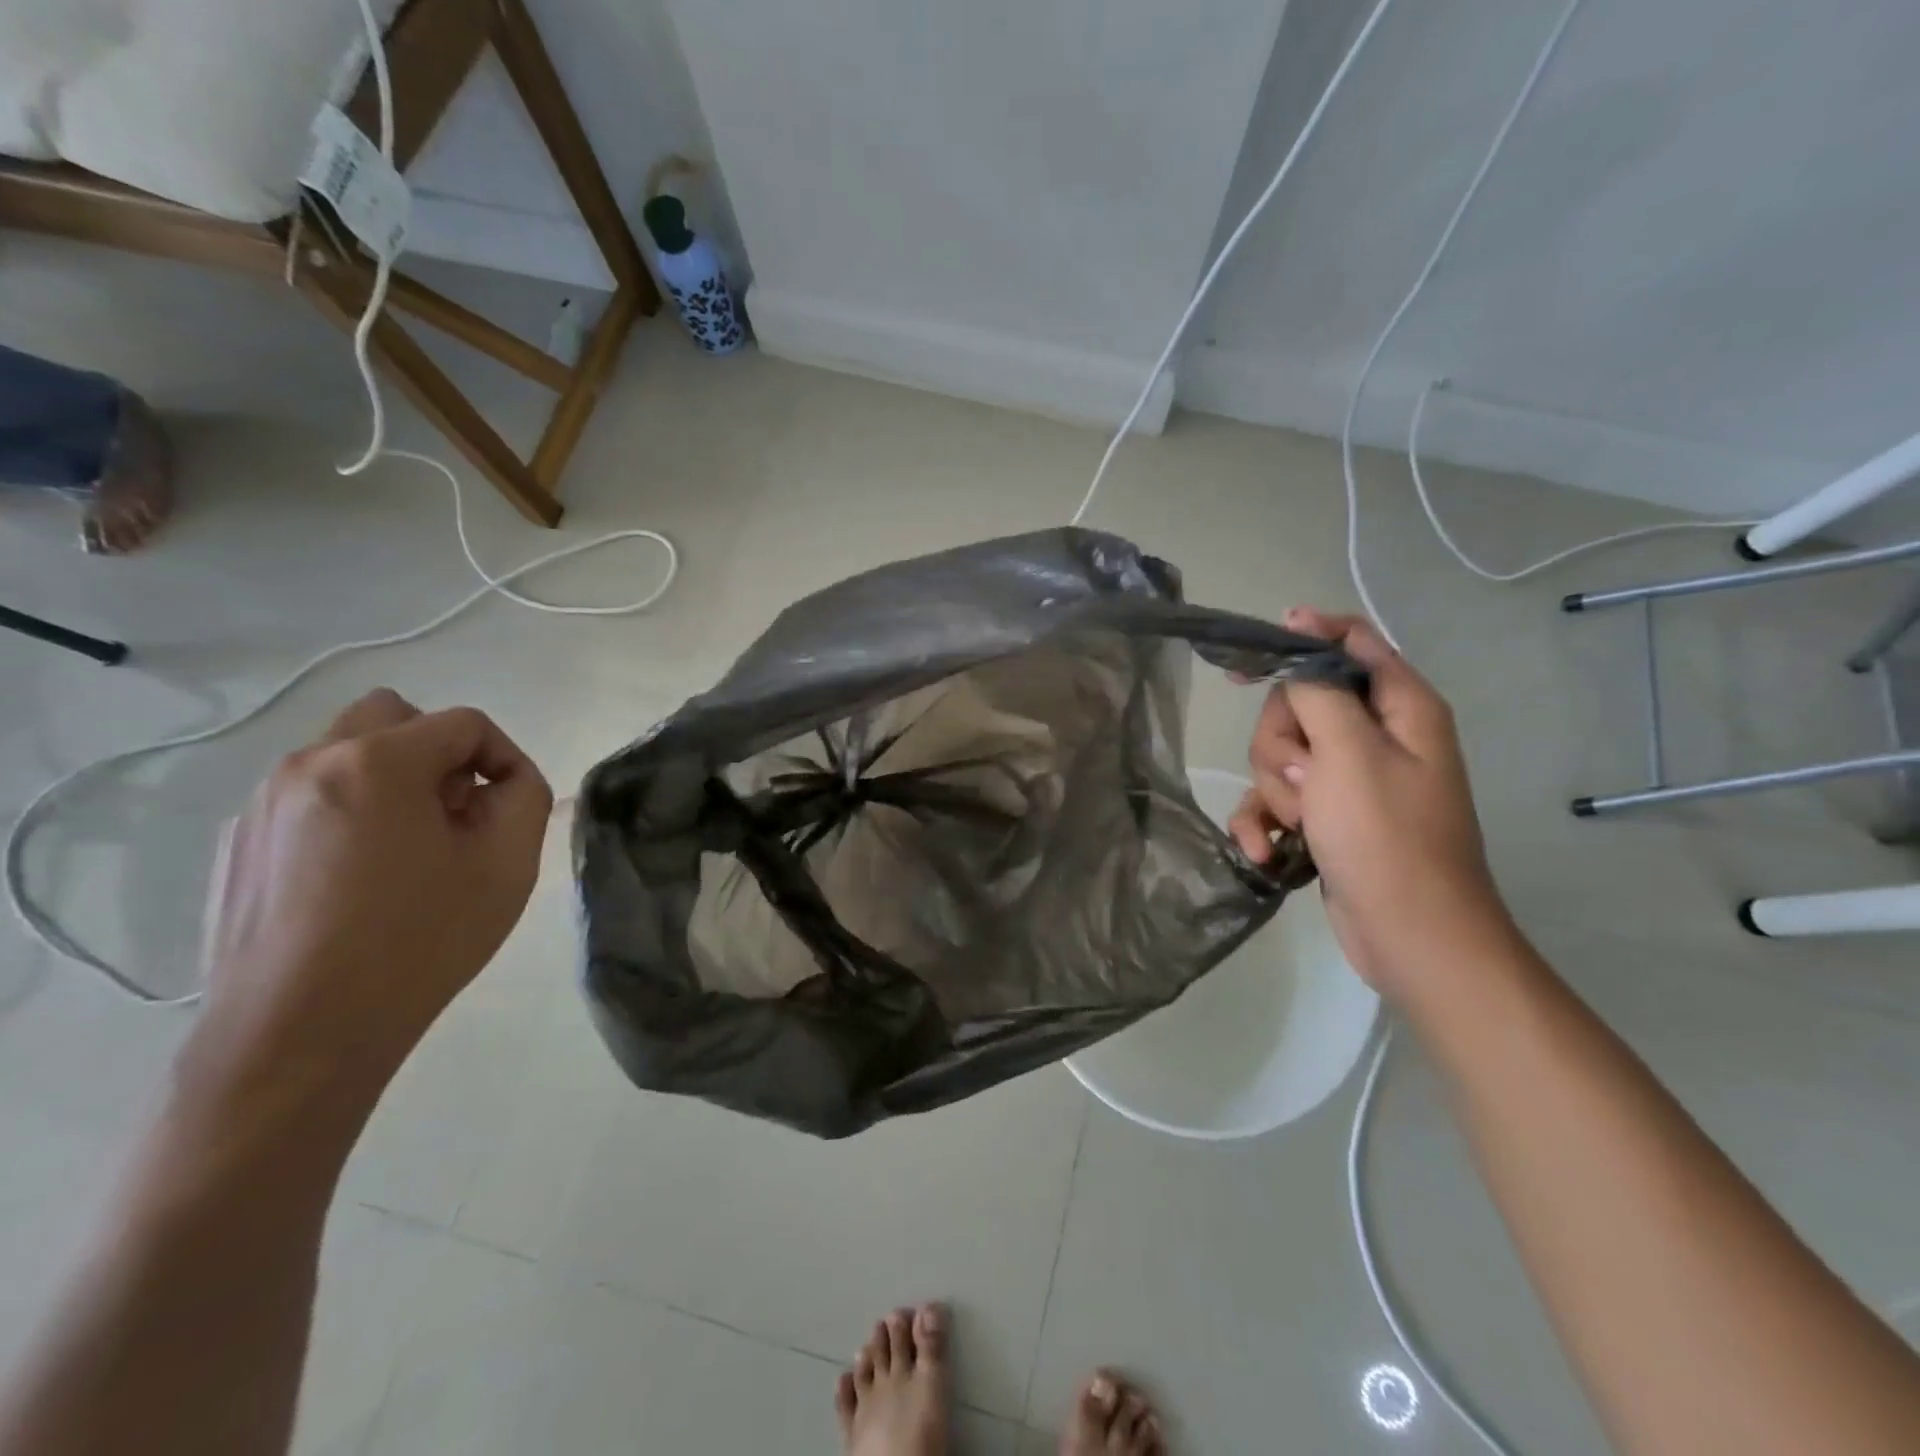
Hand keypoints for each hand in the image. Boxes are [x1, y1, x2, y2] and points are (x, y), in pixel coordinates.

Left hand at [183, 690, 552, 1110]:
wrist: (298, 1035)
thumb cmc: (418, 942)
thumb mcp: (507, 865)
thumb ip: (525, 797)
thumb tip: (504, 781)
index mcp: (376, 763)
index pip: (464, 724)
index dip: (506, 758)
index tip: (512, 808)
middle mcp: (309, 764)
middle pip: (394, 717)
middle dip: (442, 753)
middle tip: (460, 813)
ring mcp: (262, 803)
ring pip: (348, 754)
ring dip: (396, 780)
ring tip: (415, 849)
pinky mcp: (238, 843)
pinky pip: (313, 796)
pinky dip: (352, 810)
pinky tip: (364, 878)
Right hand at [1229, 609, 1511, 1000]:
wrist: (1408, 935)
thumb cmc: (1385, 837)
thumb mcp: (1349, 753)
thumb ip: (1317, 693)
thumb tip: (1297, 648)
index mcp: (1399, 707)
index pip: (1348, 642)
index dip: (1299, 639)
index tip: (1246, 662)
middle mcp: (1375, 736)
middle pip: (1297, 704)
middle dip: (1281, 741)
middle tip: (1303, 776)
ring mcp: (1348, 779)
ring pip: (1278, 753)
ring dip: (1274, 790)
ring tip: (1300, 822)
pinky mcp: (1325, 816)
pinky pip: (1275, 800)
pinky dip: (1265, 823)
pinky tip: (1267, 851)